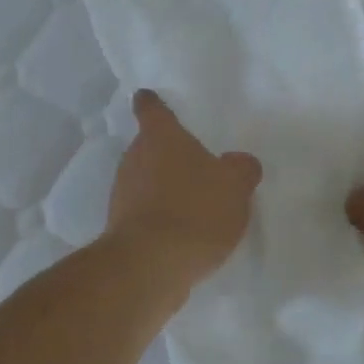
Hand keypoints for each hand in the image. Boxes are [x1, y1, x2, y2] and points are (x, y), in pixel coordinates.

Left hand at [107, 90, 261, 285]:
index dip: (152, 103)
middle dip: (167, 153)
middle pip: (148, 147)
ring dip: (164, 187)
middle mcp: (134, 159)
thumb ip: (241, 168)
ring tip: (194, 202)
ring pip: (145, 180)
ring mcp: (123, 194)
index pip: (152, 109)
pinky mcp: (121, 228)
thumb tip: (238, 162)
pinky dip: (160, 216)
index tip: (148, 98)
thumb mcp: (235, 185)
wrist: (150, 265)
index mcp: (160, 138)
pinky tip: (184, 233)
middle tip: (194, 161)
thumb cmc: (195, 209)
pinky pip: (145, 212)